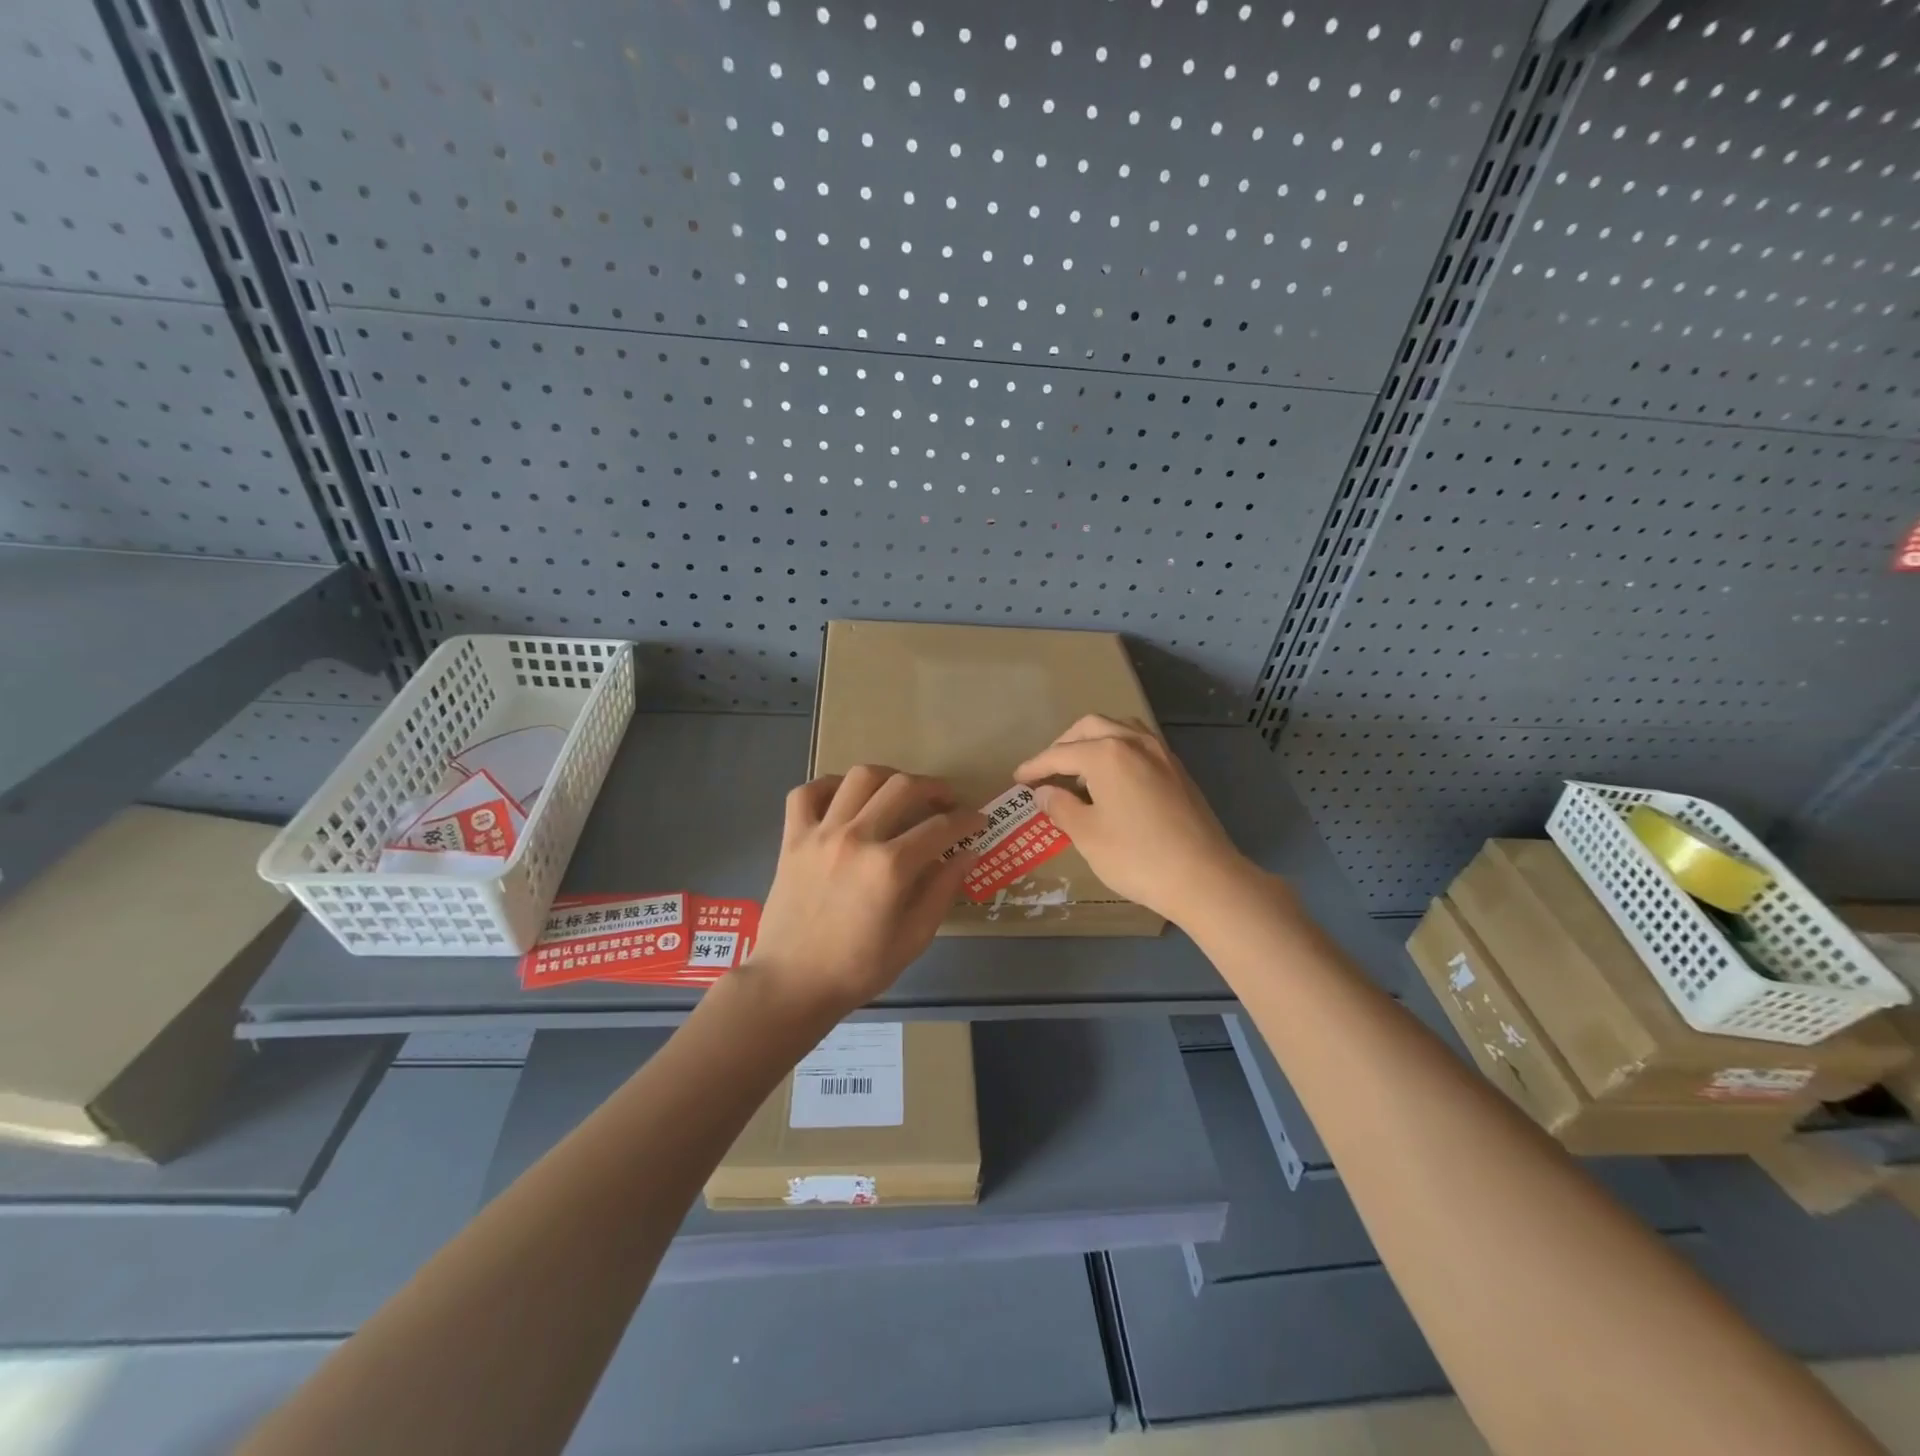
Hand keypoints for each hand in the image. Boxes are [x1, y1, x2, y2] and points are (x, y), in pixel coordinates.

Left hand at [749, 766, 985, 1016]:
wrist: (791, 984)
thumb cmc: (857, 969)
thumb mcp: (914, 939)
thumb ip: (942, 890)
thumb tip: (968, 854)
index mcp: (890, 868)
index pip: (941, 827)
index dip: (967, 820)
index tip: (977, 820)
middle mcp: (857, 838)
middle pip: (904, 788)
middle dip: (934, 788)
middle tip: (946, 801)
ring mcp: (821, 834)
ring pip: (859, 778)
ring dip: (888, 777)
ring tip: (899, 791)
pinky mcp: (792, 838)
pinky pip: (807, 792)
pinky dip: (829, 785)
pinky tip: (845, 797)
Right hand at [1015, 715, 1255, 926]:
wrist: (1204, 877)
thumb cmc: (1137, 856)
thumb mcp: (1087, 835)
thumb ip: (1061, 807)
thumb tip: (1045, 792)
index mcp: (1107, 753)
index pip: (1060, 753)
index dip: (1036, 766)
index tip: (1018, 779)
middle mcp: (1134, 742)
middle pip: (1090, 727)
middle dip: (1064, 745)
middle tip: (1048, 770)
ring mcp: (1161, 753)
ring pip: (1119, 728)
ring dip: (1094, 740)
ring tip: (1080, 768)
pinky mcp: (1178, 770)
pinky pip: (1139, 744)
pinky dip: (1117, 750)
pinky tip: (1114, 777)